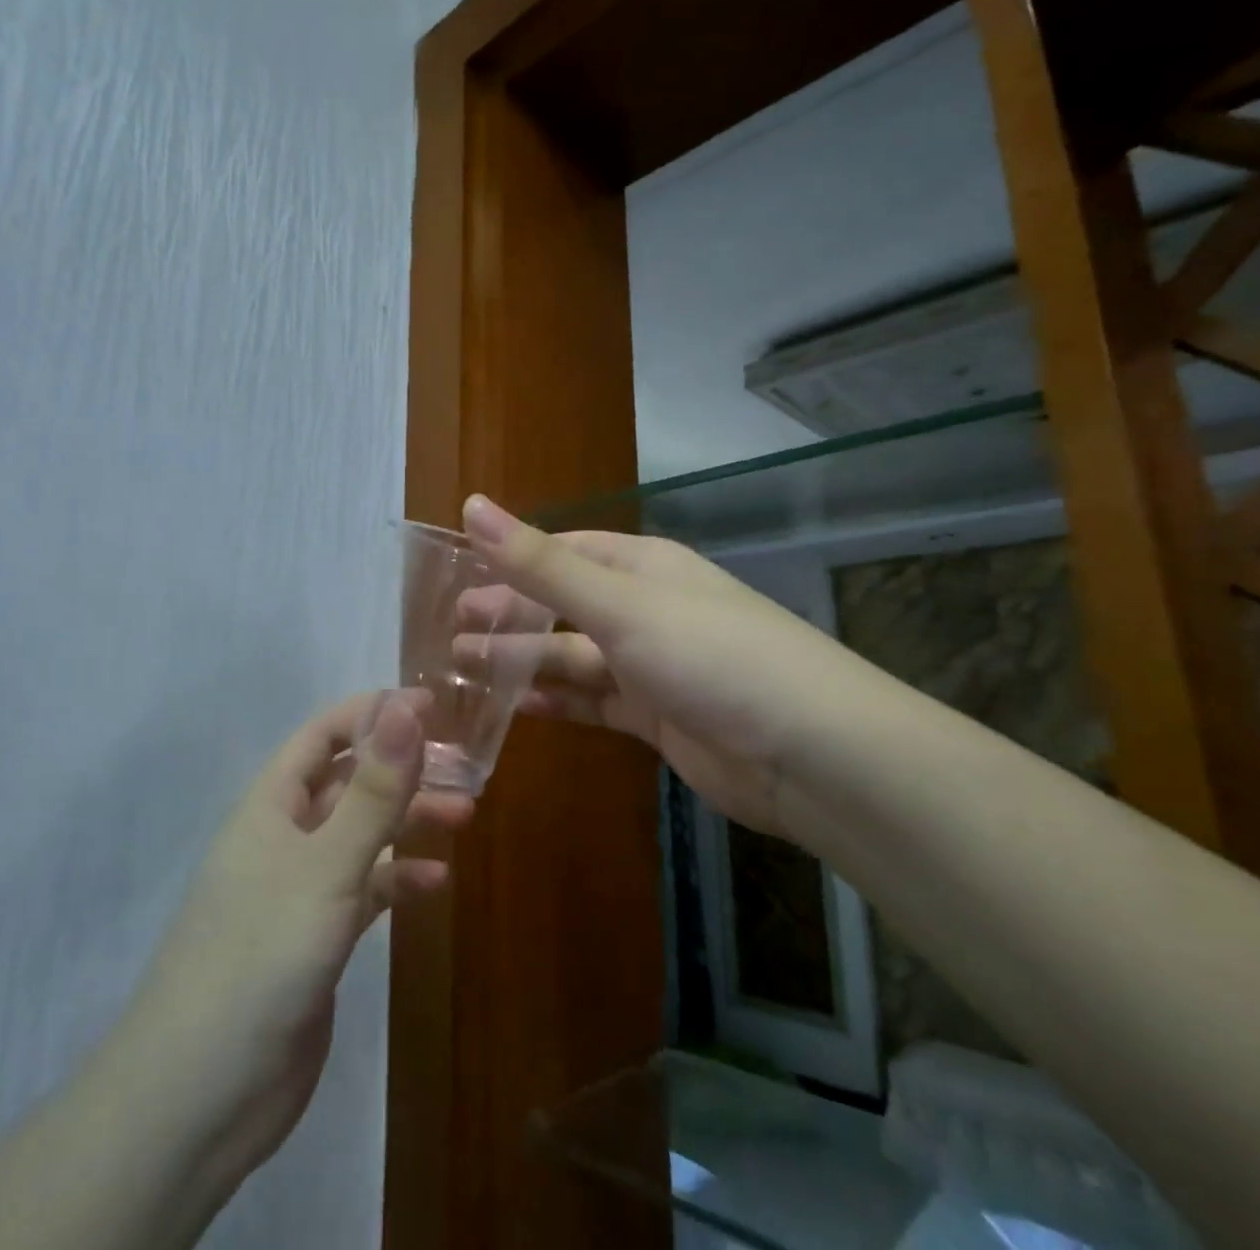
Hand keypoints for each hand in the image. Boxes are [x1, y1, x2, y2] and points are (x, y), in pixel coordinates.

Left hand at [121, 691, 464, 1185]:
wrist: (200, 1098)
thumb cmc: (259, 957)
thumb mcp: (326, 865)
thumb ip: (373, 790)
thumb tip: (407, 708)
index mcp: (271, 805)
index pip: (323, 735)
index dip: (374, 713)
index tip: (433, 707)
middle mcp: (283, 836)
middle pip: (349, 781)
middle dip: (403, 768)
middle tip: (464, 766)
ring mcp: (299, 888)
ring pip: (361, 834)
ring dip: (408, 820)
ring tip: (464, 814)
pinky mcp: (316, 936)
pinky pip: (365, 889)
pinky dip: (399, 879)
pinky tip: (437, 883)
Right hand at [458, 494, 883, 835]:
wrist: (809, 754)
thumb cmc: (710, 656)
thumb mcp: (620, 604)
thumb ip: (542, 563)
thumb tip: (473, 505)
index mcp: (642, 567)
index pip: (564, 551)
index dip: (512, 559)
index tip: (457, 574)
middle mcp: (646, 609)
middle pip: (563, 605)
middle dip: (509, 614)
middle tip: (449, 629)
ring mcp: (652, 665)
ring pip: (573, 656)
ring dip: (523, 660)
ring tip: (463, 666)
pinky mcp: (657, 716)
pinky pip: (594, 701)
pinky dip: (558, 702)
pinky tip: (517, 707)